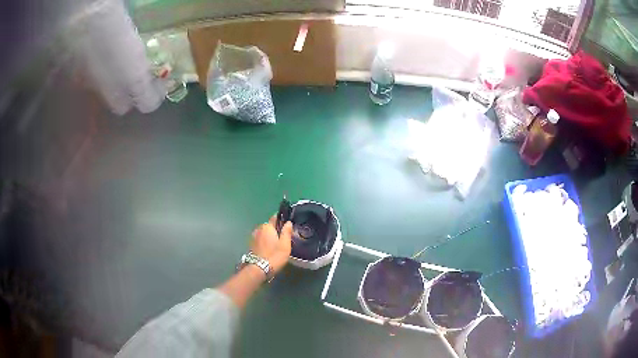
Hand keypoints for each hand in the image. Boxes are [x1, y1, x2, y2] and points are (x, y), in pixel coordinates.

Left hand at [250, 216, 292, 274]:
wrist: (259, 269)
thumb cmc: (274, 256)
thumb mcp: (285, 245)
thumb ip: (286, 232)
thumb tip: (288, 222)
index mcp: (267, 226)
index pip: (274, 217)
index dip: (281, 220)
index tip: (286, 225)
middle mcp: (258, 229)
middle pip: (269, 226)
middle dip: (275, 229)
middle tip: (283, 237)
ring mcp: (253, 237)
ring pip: (264, 233)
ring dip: (269, 236)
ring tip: (276, 244)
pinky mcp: (251, 245)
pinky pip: (260, 239)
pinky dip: (264, 242)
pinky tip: (269, 249)